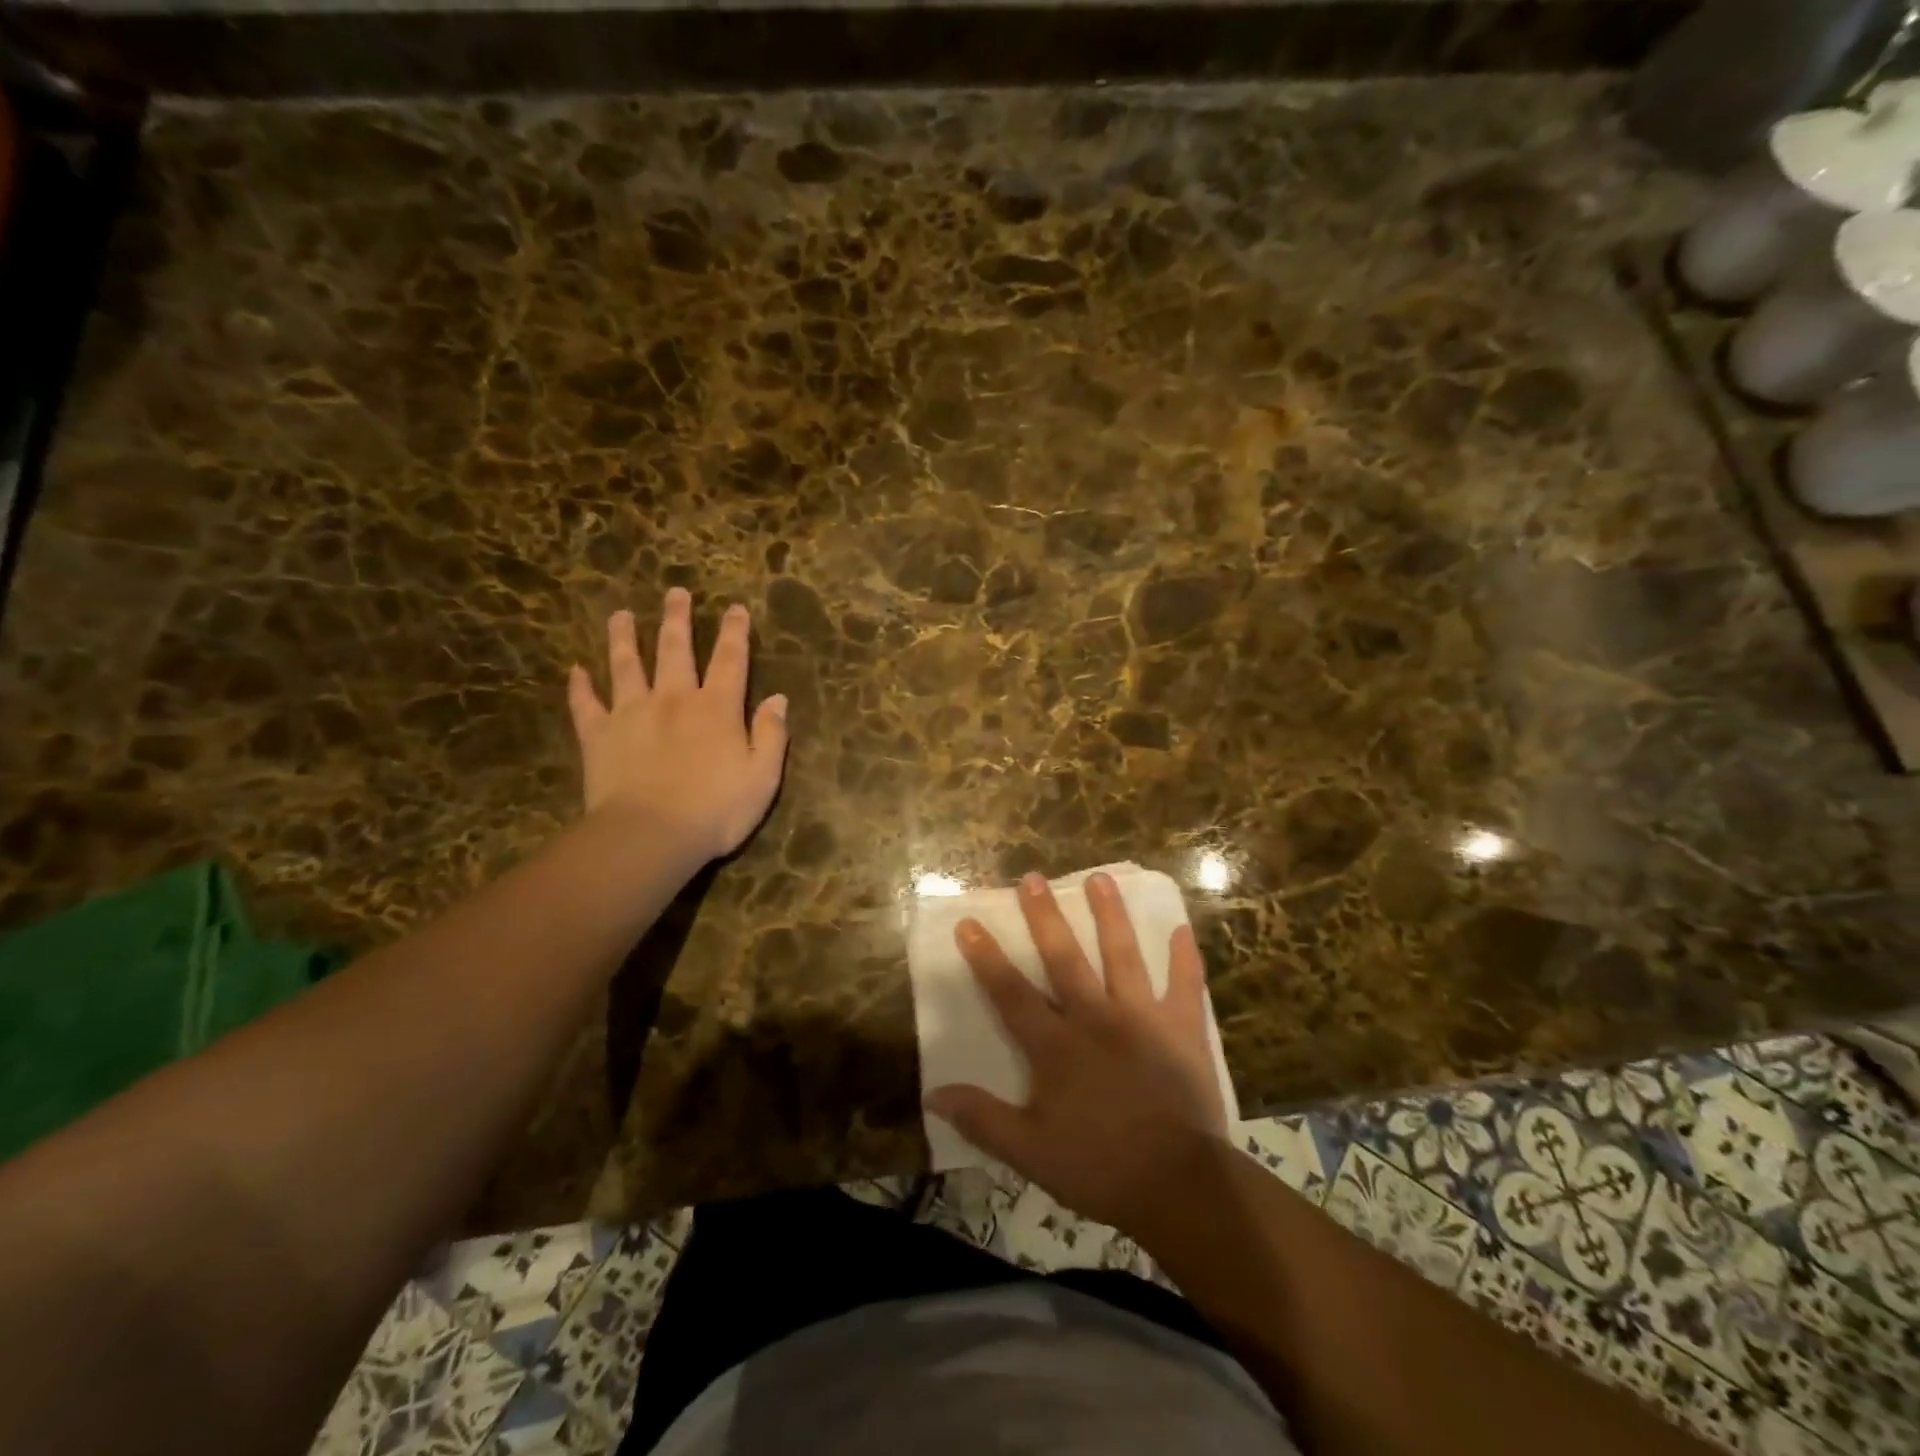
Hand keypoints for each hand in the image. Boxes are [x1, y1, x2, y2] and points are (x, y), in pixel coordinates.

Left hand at [567, 590, 788, 862]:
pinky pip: (585, 704)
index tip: (735, 608)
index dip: (735, 632)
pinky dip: (580, 686)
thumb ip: (771, 735)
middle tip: (675, 592)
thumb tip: (778, 699)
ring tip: (621, 615)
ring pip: (626, 664)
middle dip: (677, 619)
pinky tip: (575, 670)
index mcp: (716, 708)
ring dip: (624, 637)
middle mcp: (673, 699)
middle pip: (675, 649)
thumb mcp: (762, 777)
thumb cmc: (715, 811)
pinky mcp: (598, 735)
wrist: (650, 835)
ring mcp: (631, 713)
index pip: (730, 660)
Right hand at [924, 870, 1229, 1237]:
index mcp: (1056, 1045)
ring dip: (1110, 915)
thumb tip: (933, 1095)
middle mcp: (1096, 1017)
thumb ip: (982, 1119)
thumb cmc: (1099, 1167)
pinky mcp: (1182, 1029)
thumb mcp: (1030, 1152)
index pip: (1011, 992)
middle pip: (1065, 957)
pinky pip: (1185, 986)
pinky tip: (1183, 929)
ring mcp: (1142, 1018)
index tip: (969, 922)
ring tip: (1100, 878)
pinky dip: (1185, 958)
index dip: (986, 957)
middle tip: (1033, 878)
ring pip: (1123, 955)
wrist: (1179, 1185)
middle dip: (1045, 916)